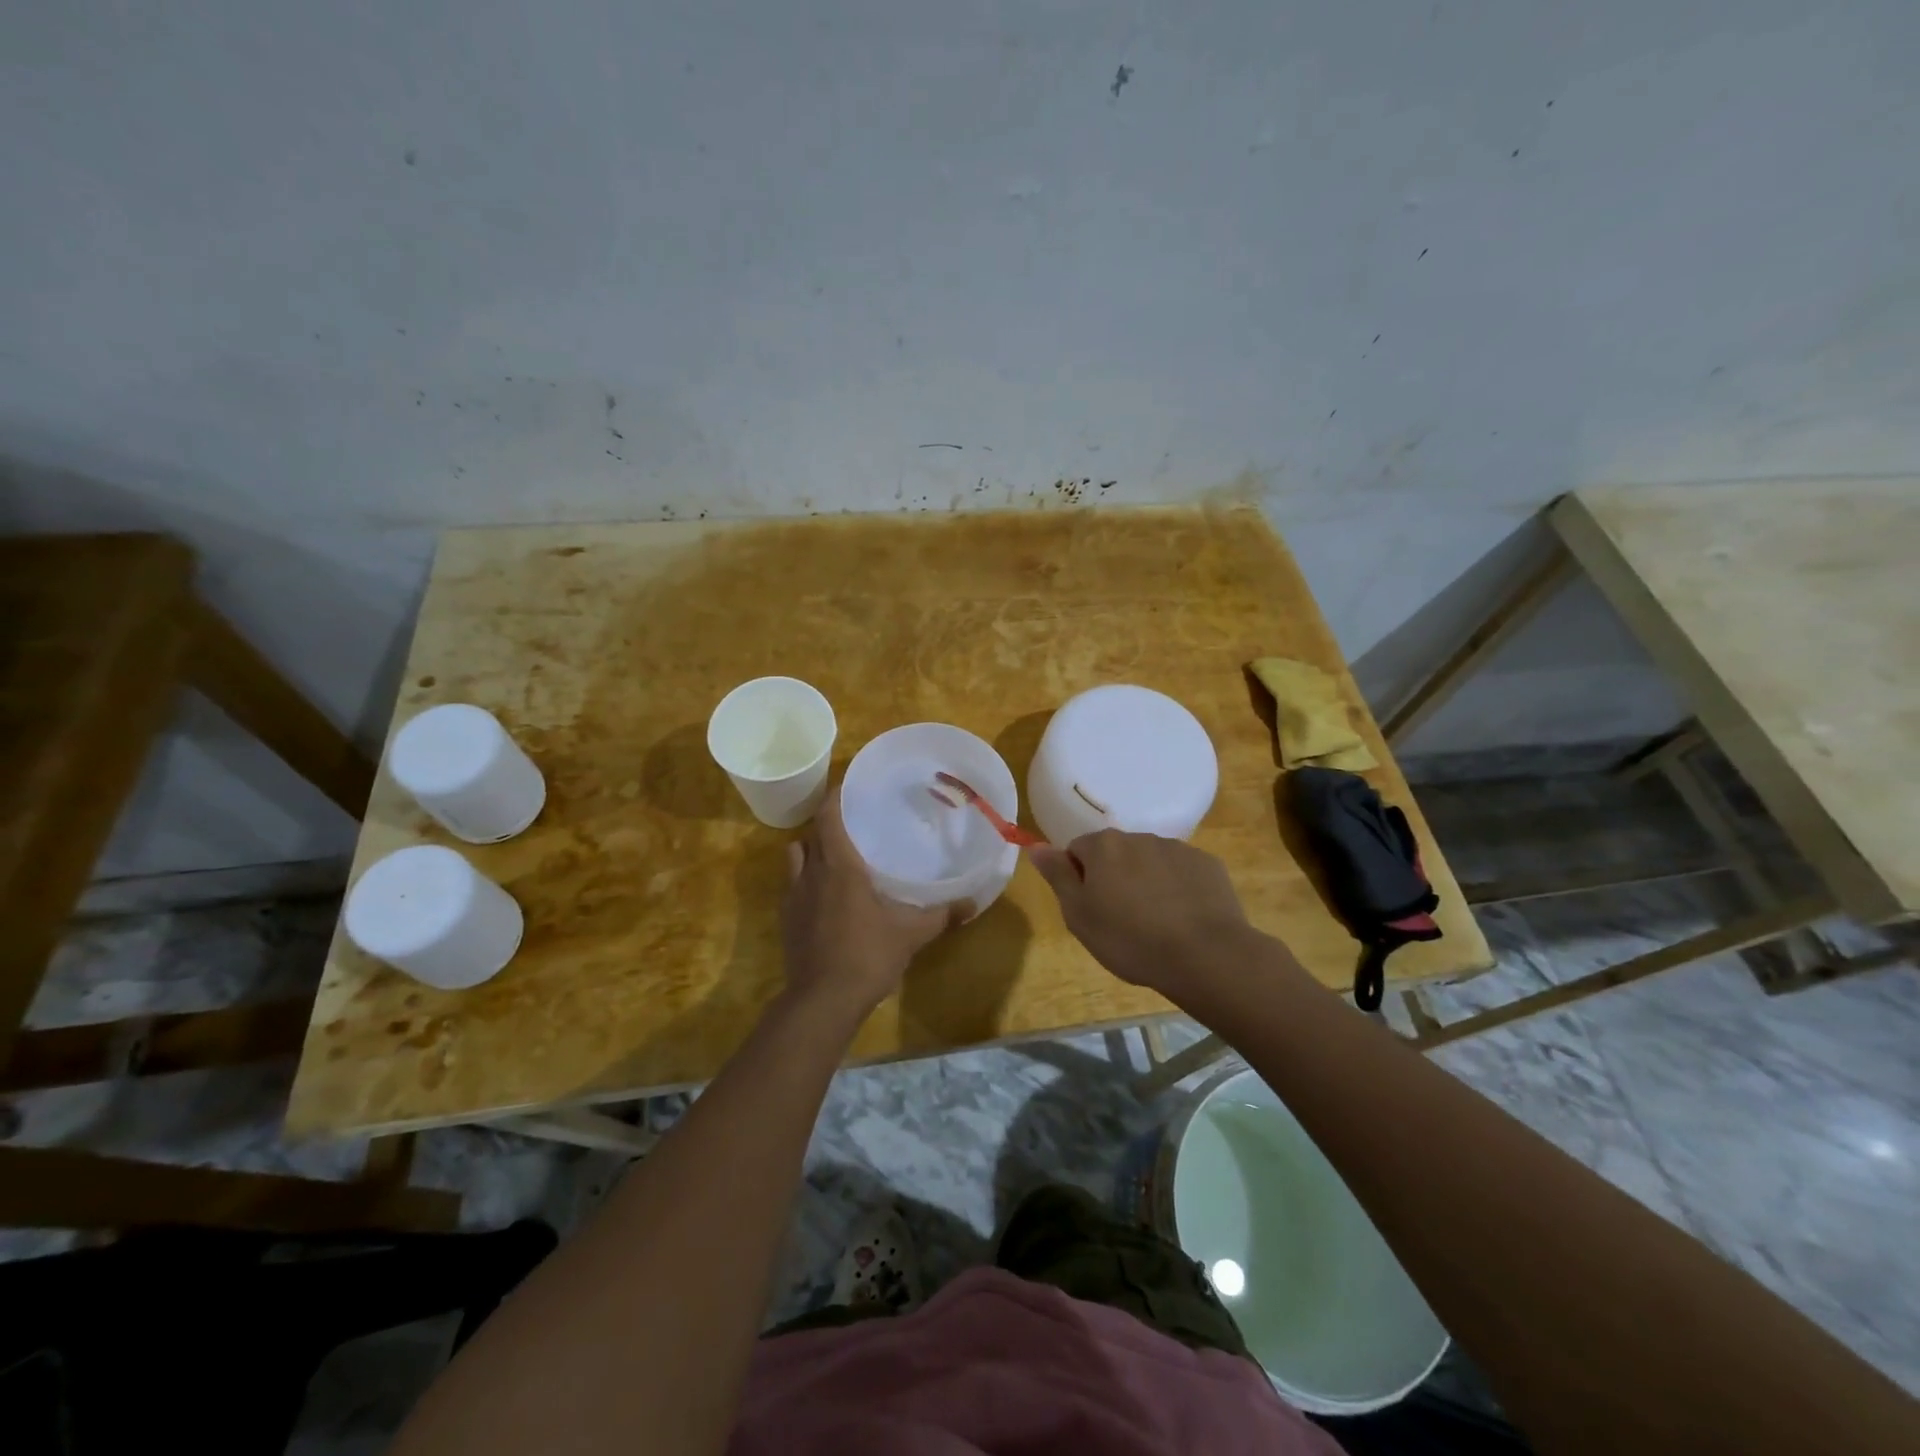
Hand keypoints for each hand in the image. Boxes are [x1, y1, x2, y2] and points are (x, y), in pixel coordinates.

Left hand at [781, 785, 968, 1017]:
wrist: (822, 1001)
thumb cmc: (867, 955)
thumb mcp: (911, 934)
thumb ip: (941, 915)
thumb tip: (972, 904)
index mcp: (839, 866)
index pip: (829, 817)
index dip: (835, 797)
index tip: (848, 787)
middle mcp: (811, 874)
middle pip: (811, 834)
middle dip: (827, 824)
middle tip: (853, 824)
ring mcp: (793, 898)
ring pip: (795, 858)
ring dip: (811, 852)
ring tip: (835, 858)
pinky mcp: (786, 921)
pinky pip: (792, 887)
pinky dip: (806, 882)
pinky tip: (826, 898)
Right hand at [1030, 831, 1256, 1000]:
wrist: (1204, 955)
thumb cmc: (1130, 939)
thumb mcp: (1079, 915)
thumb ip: (1057, 876)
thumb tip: (1036, 846)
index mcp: (1104, 847)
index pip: (1077, 850)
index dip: (1079, 878)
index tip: (1089, 909)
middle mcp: (1139, 837)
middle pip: (1115, 853)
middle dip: (1114, 877)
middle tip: (1119, 919)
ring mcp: (1177, 849)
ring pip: (1149, 861)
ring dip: (1145, 881)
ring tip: (1154, 923)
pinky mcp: (1207, 865)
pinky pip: (1181, 872)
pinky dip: (1177, 888)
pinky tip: (1183, 919)